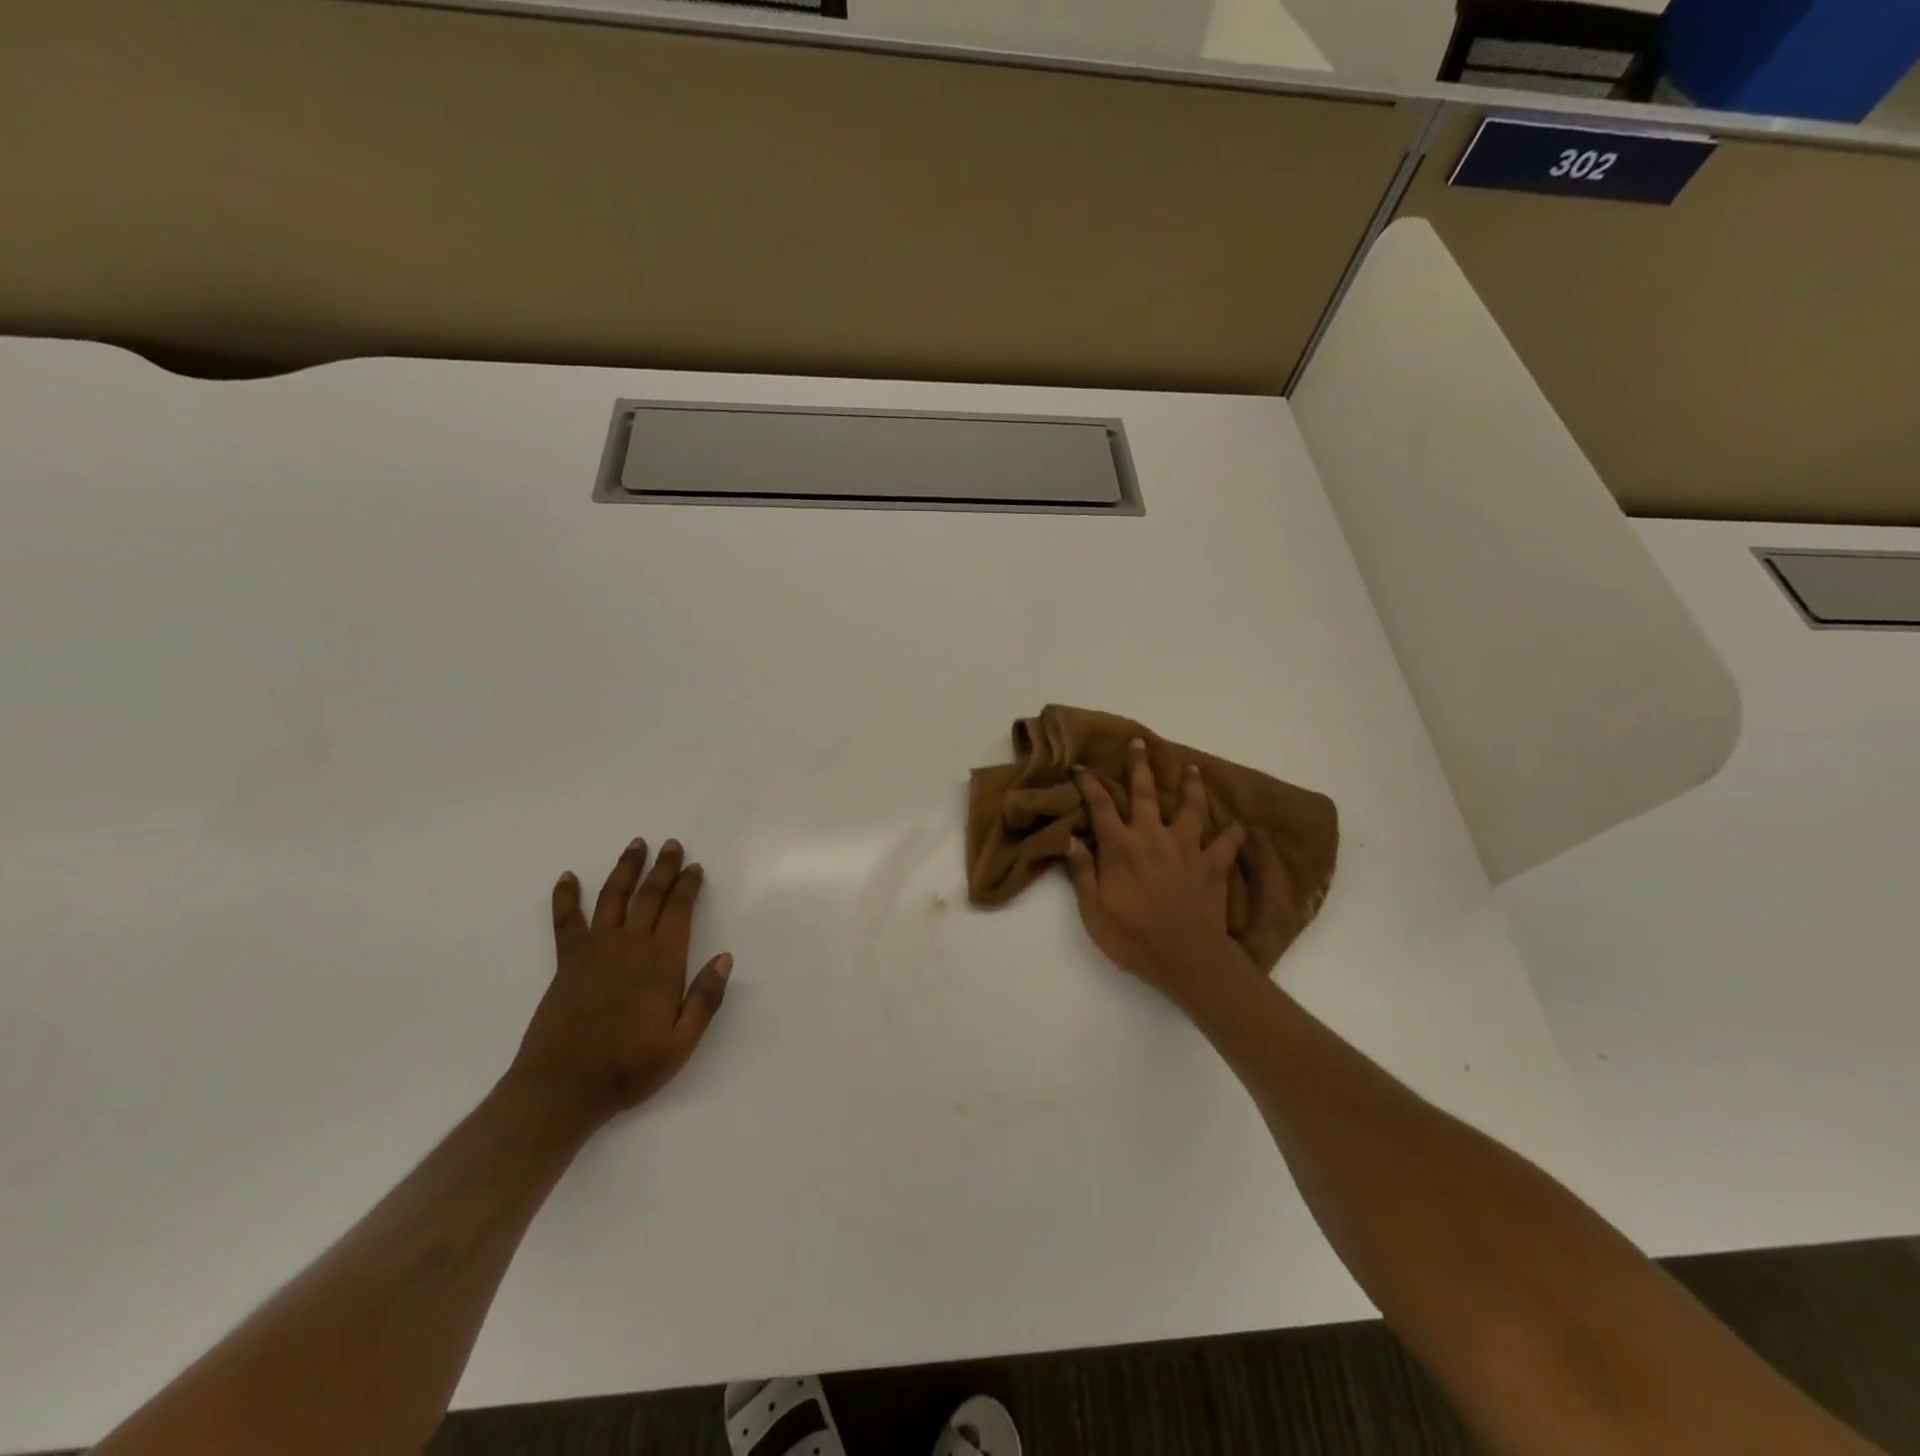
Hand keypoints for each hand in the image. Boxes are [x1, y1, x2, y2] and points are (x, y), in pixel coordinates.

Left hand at [508, 837, 732, 1132]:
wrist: (562, 1088)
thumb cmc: (628, 1068)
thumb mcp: (681, 1043)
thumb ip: (705, 999)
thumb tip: (725, 957)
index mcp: (662, 962)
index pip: (679, 910)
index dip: (687, 885)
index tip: (694, 867)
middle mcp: (631, 946)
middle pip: (650, 895)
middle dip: (663, 867)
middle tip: (672, 844)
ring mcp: (595, 950)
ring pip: (613, 897)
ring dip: (626, 869)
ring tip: (636, 845)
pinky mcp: (568, 961)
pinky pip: (566, 921)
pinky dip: (566, 897)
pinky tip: (567, 877)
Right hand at [1064, 739, 1254, 1002]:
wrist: (1185, 957)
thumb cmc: (1132, 936)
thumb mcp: (1093, 909)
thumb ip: (1081, 871)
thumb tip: (1069, 838)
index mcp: (1121, 846)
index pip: (1100, 806)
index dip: (1089, 784)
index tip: (1081, 767)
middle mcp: (1153, 837)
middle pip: (1144, 793)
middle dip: (1139, 765)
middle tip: (1139, 743)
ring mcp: (1187, 848)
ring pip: (1190, 807)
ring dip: (1190, 786)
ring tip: (1192, 768)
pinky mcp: (1213, 865)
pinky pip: (1227, 842)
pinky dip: (1233, 832)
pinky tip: (1237, 824)